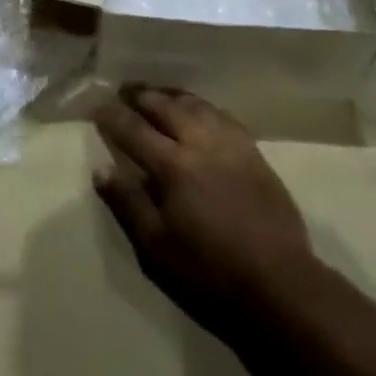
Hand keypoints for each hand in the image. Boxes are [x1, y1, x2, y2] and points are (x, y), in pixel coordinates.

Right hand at [93, 87, 314, 343]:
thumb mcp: (155, 246)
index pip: (134, 130)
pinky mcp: (255, 154)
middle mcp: (202, 145)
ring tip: (158, 93)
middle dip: (142, 96)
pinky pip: (224, 117)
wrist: (279, 284)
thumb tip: (101, 169)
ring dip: (173, 96)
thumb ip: (127, 203)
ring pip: (198, 106)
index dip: (113, 116)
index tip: (97, 105)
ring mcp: (232, 146)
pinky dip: (204, 107)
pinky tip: (200, 111)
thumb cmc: (208, 271)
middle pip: (167, 107)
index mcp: (174, 167)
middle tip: (124, 91)